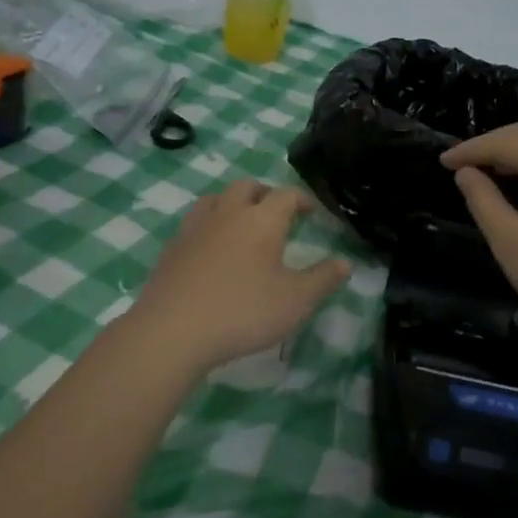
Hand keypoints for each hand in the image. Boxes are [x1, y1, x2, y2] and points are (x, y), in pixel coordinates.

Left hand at [131, 180, 350, 372]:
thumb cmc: (243, 312)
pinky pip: (194, 223)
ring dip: (233, 202)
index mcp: (262, 220)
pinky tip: (211, 247)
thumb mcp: (296, 301)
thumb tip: (345, 262)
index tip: (311, 212)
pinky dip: (208, 225)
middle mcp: (228, 214)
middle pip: (247, 187)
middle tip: (277, 211)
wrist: (173, 330)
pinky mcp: (172, 248)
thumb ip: (323, 279)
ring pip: (215, 199)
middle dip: (266, 193)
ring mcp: (195, 228)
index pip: (287, 195)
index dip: (303, 200)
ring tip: (242, 221)